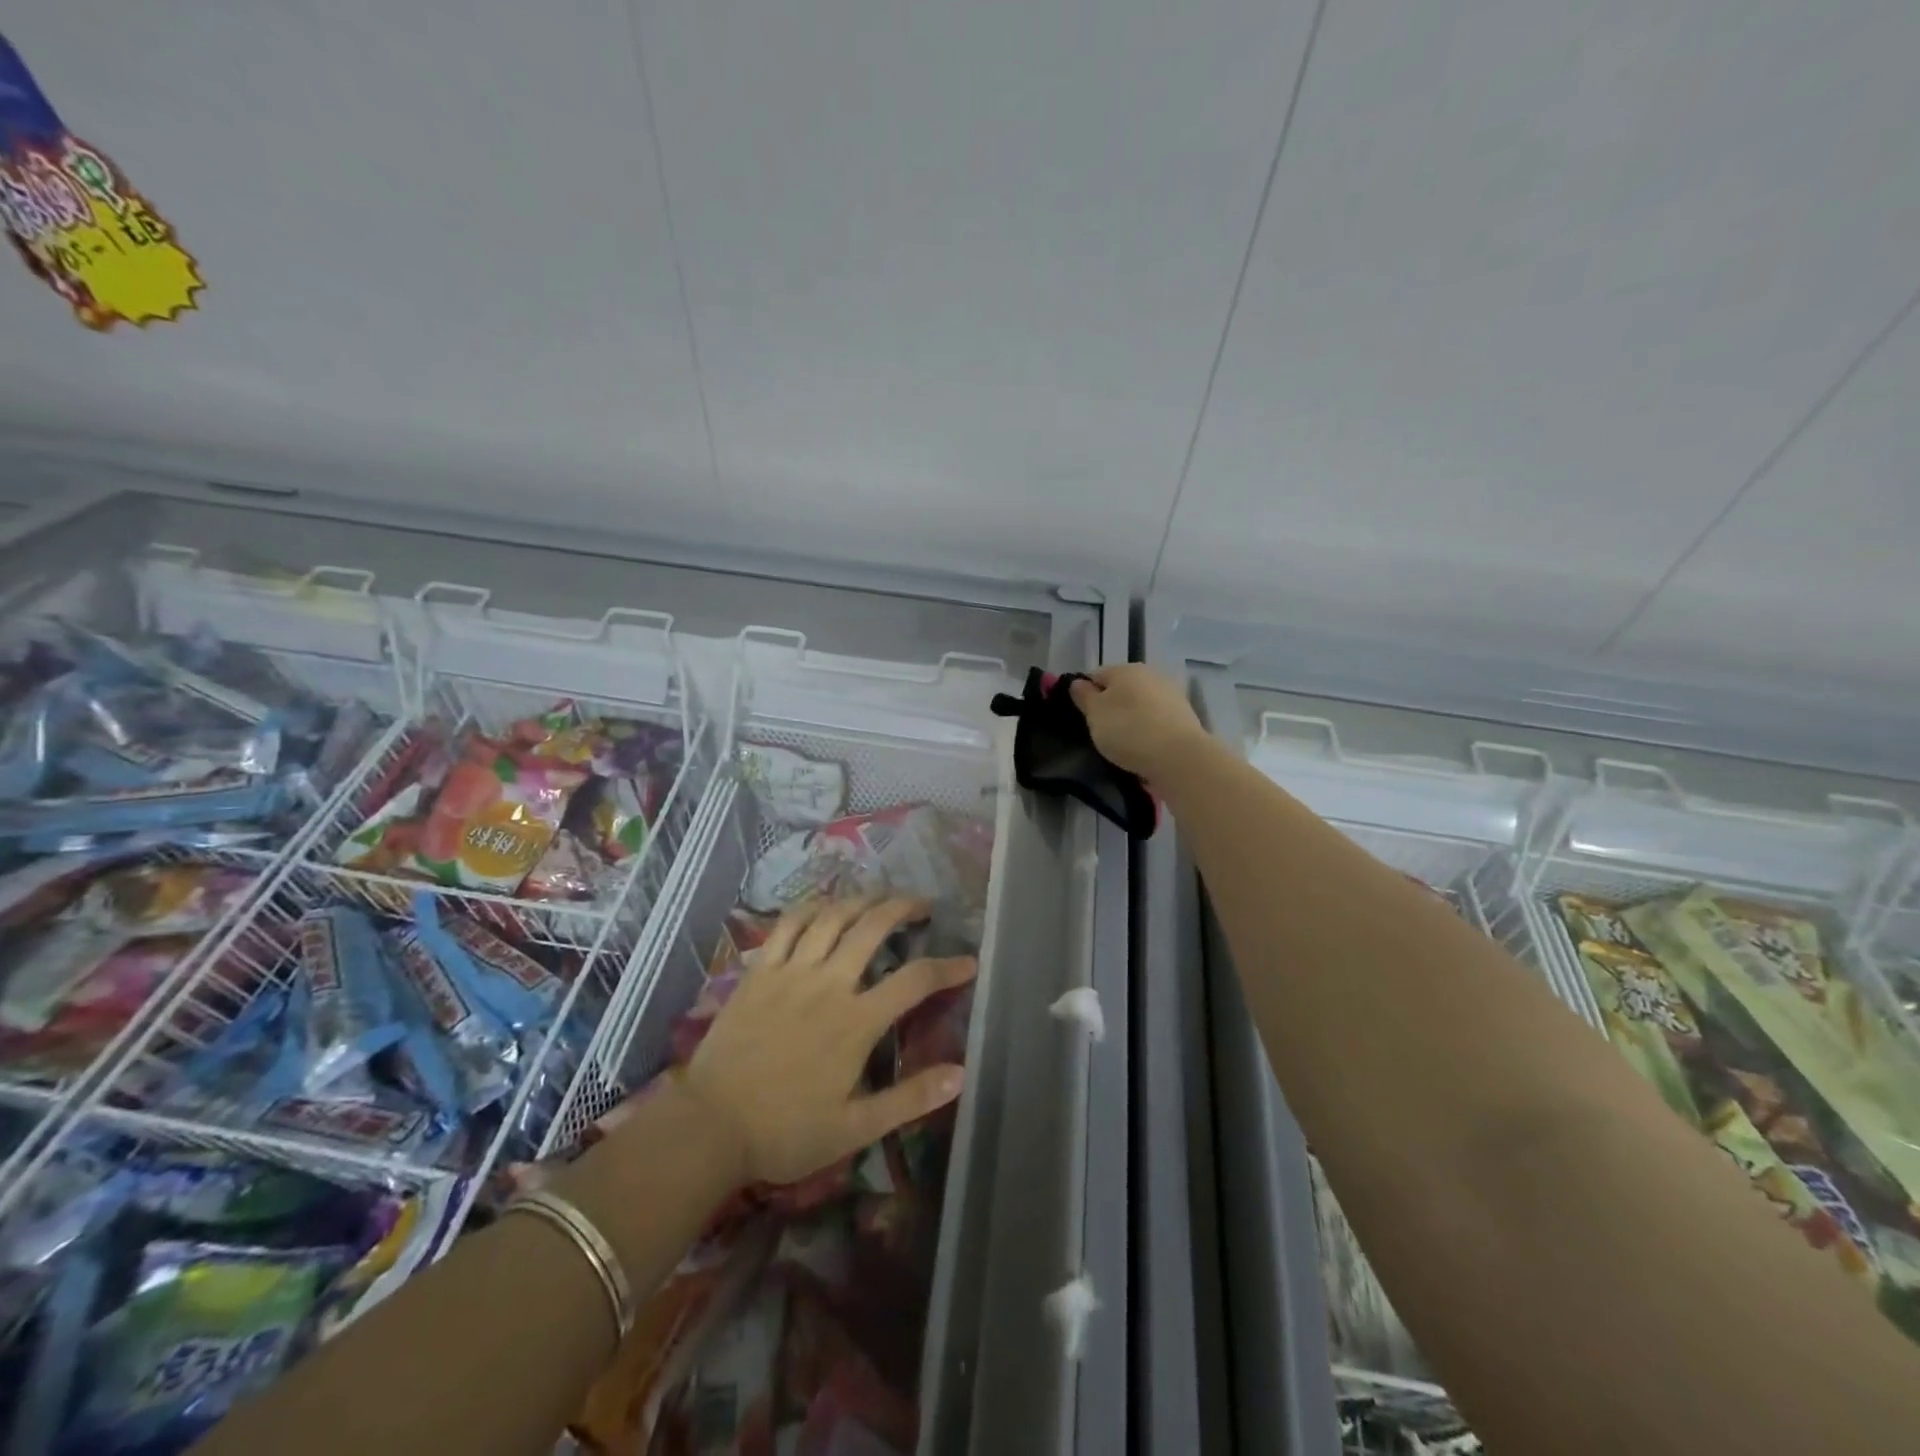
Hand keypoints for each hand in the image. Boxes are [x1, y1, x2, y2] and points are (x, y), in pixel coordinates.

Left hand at [679, 896, 975, 1187]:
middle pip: (873, 927)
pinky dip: (810, 907)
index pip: (915, 981)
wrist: (709, 1127)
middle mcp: (828, 984)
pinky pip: (787, 924)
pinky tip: (823, 905)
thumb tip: (961, 1074)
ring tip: (878, 897)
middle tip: (921, 905)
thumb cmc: (785, 1132)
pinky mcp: (759, 971)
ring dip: (861, 899)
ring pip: (832, 916)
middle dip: (903, 908)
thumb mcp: (855, 1128)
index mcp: (856, 1022)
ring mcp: (790, 972)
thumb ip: (909, 1099)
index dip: (947, 967)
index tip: (968, 962)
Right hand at [1068, 664, 1209, 777]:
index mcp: (1125, 669)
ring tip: (1123, 742)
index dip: (1085, 694)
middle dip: (1110, 706)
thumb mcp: (1095, 714)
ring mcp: (1171, 694)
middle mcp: (1150, 674)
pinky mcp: (1185, 716)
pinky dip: (1148, 728)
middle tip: (1101, 731)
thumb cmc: (1128, 730)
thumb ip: (1084, 696)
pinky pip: (1156, 719)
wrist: (1178, 757)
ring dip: (1130, 717)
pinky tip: (1144, 746)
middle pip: (1121, 688)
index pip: (1095, 675)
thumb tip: (1078, 682)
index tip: (1083, 717)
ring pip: (1140, 703)